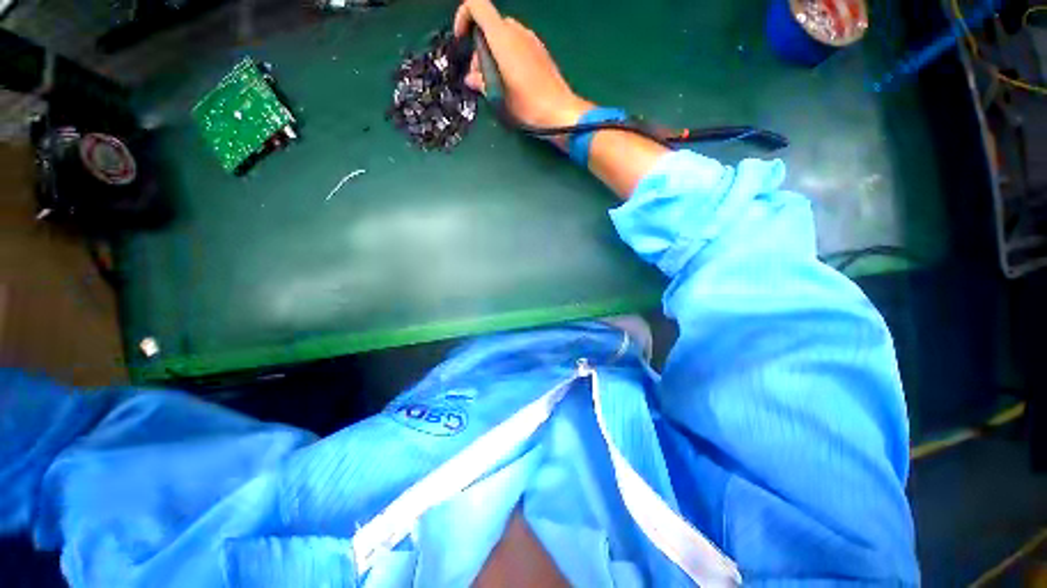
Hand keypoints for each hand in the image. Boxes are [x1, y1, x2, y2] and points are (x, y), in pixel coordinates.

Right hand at [453, 0, 592, 129]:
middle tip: (480, 76)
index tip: (461, 39)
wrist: (560, 112)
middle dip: (479, 46)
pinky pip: (518, 45)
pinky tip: (511, 81)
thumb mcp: (499, 97)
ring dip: (493, 53)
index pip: (477, 5)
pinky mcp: (540, 51)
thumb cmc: (528, 105)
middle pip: (490, 25)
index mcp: (503, 37)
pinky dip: (508, 56)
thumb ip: (482, 82)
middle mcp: (517, 31)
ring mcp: (531, 40)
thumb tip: (471, 78)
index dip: (463, 15)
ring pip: (504, 36)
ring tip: (495, 83)